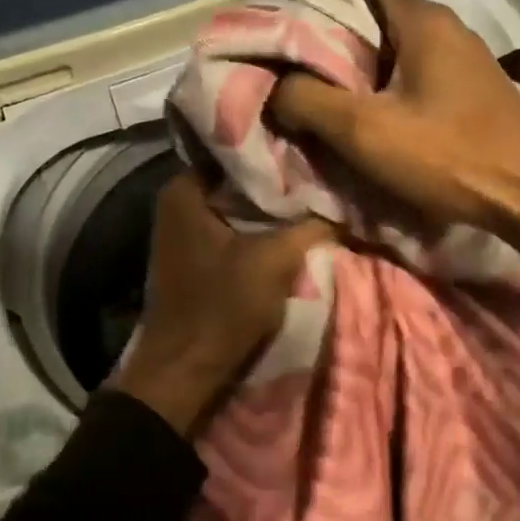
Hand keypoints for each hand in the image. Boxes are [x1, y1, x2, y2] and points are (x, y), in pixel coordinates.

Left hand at [107, 171, 331, 435]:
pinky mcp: (197, 257)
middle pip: (240, 179)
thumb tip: (341, 208)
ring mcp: (185, 231)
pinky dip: (261, 230)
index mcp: (184, 189)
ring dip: (273, 209)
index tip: (315, 149)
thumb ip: (311, 226)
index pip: (238, 148)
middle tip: (323, 175)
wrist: (185, 371)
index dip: (279, 150)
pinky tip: (292, 231)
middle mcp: (178, 202)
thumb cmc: (222, 308)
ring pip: (240, 207)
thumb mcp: (275, 260)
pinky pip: (235, 230)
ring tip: (315, 200)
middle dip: (280, 181)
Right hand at [271, 0, 519, 300]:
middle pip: (378, 30)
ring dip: (371, 84)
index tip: (290, 51)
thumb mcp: (364, 131)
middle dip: (340, 58)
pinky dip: (400, 101)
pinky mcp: (480, 96)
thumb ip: (309, 101)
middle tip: (305, 90)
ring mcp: (471, 63)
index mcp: (424, 19)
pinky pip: (425, 86)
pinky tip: (386, 129)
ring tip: (337, 114)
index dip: (318, 18)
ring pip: (402, 61)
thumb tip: (276, 87)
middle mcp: (451, 28)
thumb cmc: (448, 156)